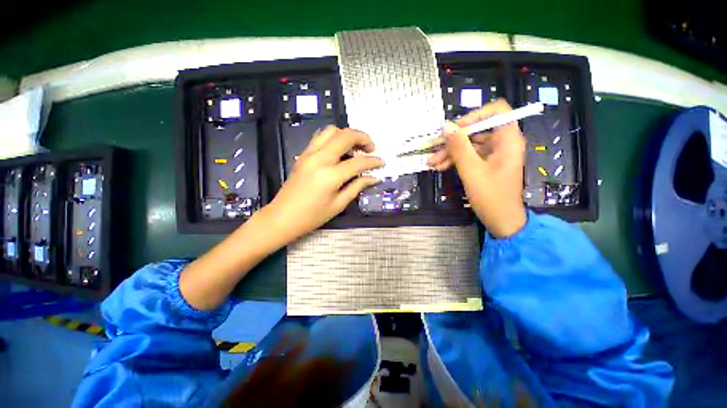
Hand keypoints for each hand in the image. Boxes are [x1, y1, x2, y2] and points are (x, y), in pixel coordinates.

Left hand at [259, 125, 383, 244]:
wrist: (282, 217)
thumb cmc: (312, 216)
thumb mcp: (338, 204)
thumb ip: (357, 187)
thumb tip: (374, 178)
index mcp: (331, 175)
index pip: (359, 161)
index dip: (373, 161)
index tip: (382, 163)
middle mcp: (320, 158)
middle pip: (346, 136)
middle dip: (363, 138)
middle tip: (371, 149)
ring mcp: (309, 153)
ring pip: (332, 130)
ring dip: (347, 135)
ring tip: (355, 148)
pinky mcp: (303, 154)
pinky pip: (320, 136)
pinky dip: (334, 137)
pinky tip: (340, 150)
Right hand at [427, 100, 526, 237]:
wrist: (501, 221)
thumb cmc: (491, 196)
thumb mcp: (472, 170)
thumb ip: (459, 147)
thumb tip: (446, 126)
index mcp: (507, 139)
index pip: (496, 111)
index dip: (474, 116)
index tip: (455, 130)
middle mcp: (502, 142)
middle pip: (477, 130)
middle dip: (454, 140)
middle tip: (433, 149)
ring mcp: (493, 154)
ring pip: (469, 144)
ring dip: (450, 152)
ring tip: (432, 163)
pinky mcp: (486, 164)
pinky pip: (469, 156)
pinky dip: (455, 160)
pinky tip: (440, 167)